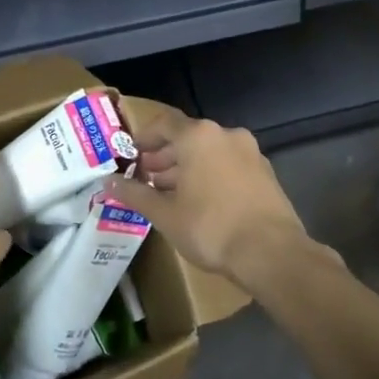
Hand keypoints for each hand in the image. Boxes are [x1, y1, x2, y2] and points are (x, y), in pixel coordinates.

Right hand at [109, 106, 306, 281]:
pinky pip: (229, 166)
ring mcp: (250, 153)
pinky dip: (211, 175)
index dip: (144, 138)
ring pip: (210, 152)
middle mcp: (226, 135)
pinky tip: (200, 202)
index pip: (163, 124)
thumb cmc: (210, 227)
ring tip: (170, 193)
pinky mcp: (266, 174)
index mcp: (198, 137)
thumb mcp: (165, 214)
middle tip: (146, 177)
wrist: (271, 253)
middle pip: (187, 138)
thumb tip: (108, 183)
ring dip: (188, 167)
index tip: (131, 155)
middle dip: (165, 156)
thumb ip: (135, 194)